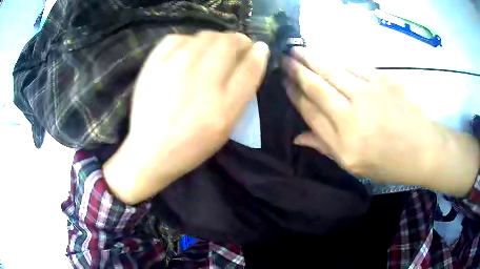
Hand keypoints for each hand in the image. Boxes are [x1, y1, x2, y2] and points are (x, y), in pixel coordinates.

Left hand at [104, 31, 269, 203]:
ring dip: (215, 40)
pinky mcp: (153, 64)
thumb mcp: (227, 124)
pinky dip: (187, 41)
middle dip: (237, 42)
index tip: (257, 49)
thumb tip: (256, 54)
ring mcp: (174, 67)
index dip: (258, 53)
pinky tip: (185, 53)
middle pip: (228, 42)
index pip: (250, 65)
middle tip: (233, 52)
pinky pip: (177, 38)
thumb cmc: (193, 142)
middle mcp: (201, 78)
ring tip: (210, 53)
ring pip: (205, 35)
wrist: (151, 150)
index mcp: (224, 103)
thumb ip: (244, 90)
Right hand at [283, 47, 479, 195]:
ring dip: (313, 59)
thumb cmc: (389, 163)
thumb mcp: (355, 166)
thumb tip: (297, 137)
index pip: (311, 111)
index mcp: (345, 141)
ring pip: (333, 71)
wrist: (422, 149)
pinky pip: (354, 66)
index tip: (284, 83)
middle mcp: (353, 115)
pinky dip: (338, 60)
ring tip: (297, 50)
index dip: (294, 95)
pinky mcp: (382, 81)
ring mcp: (369, 94)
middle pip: (318, 87)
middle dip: (298, 70)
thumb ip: (325, 147)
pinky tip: (328, 56)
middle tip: (284, 58)